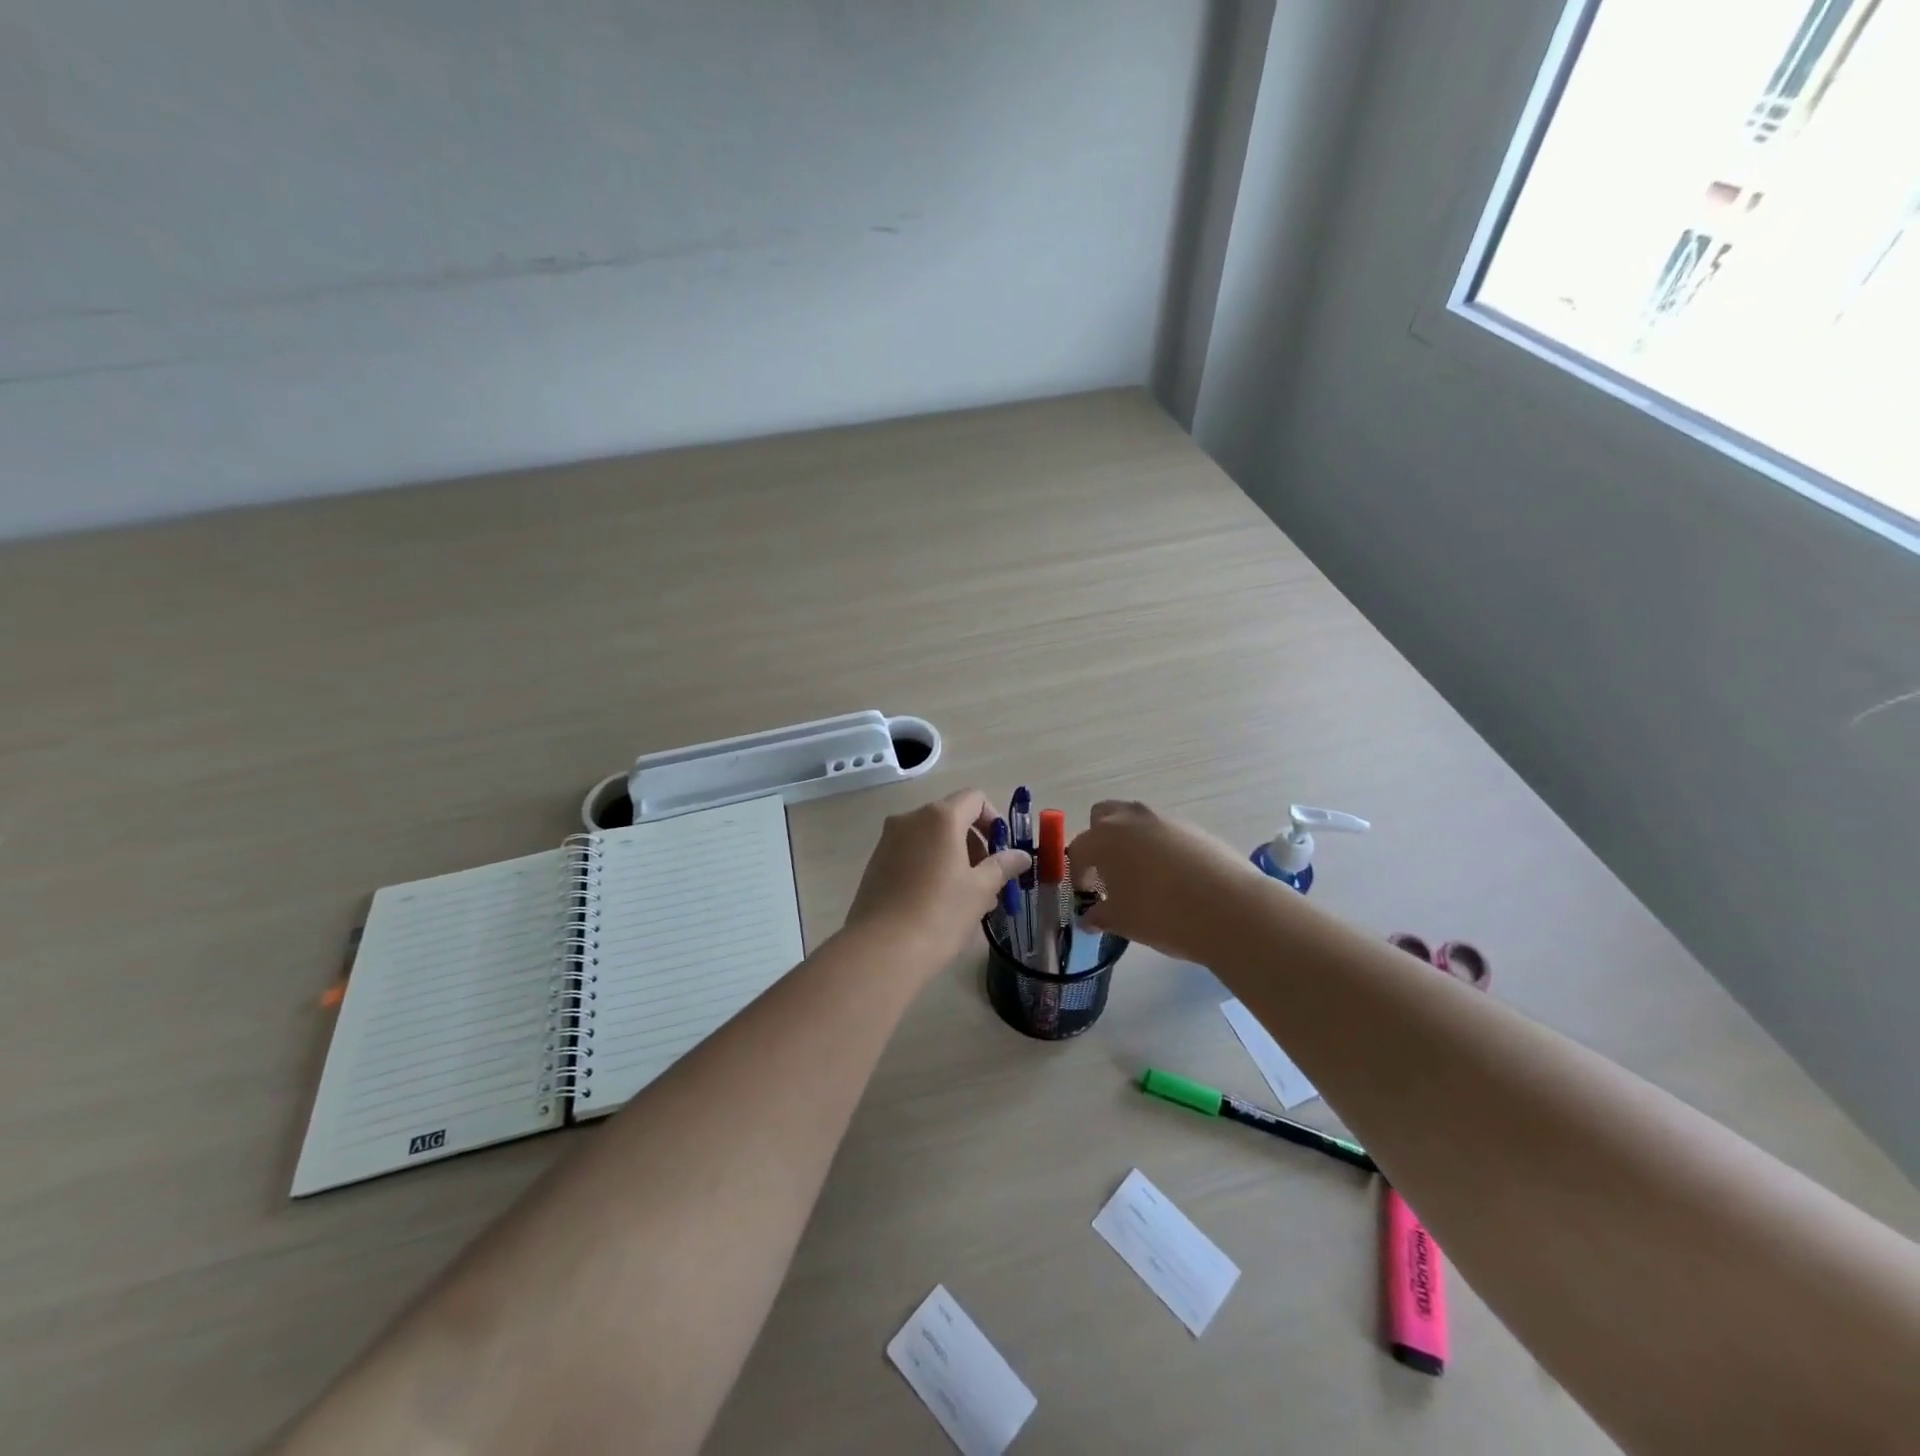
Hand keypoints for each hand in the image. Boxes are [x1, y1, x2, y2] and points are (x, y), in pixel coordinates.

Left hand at [845, 789, 1030, 968]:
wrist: (881, 949)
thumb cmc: (939, 914)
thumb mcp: (980, 890)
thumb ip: (1002, 866)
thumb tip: (1021, 855)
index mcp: (940, 817)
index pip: (975, 799)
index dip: (994, 820)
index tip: (1001, 852)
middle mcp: (910, 819)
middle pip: (952, 817)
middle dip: (974, 844)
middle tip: (988, 881)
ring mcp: (888, 840)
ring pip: (930, 838)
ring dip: (953, 857)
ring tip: (965, 898)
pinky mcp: (875, 862)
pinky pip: (911, 853)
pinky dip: (929, 866)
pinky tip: (936, 903)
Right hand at [1067, 800, 1261, 963]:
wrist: (1229, 909)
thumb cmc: (1162, 915)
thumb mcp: (1123, 922)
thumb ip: (1100, 916)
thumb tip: (1090, 918)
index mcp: (1103, 839)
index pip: (1078, 850)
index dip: (1078, 873)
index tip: (1088, 894)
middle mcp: (1130, 820)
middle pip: (1103, 816)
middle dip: (1100, 840)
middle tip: (1108, 872)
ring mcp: (1164, 819)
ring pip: (1136, 820)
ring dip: (1131, 840)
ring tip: (1141, 875)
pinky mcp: (1193, 827)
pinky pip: (1165, 831)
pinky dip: (1160, 847)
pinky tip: (1174, 878)